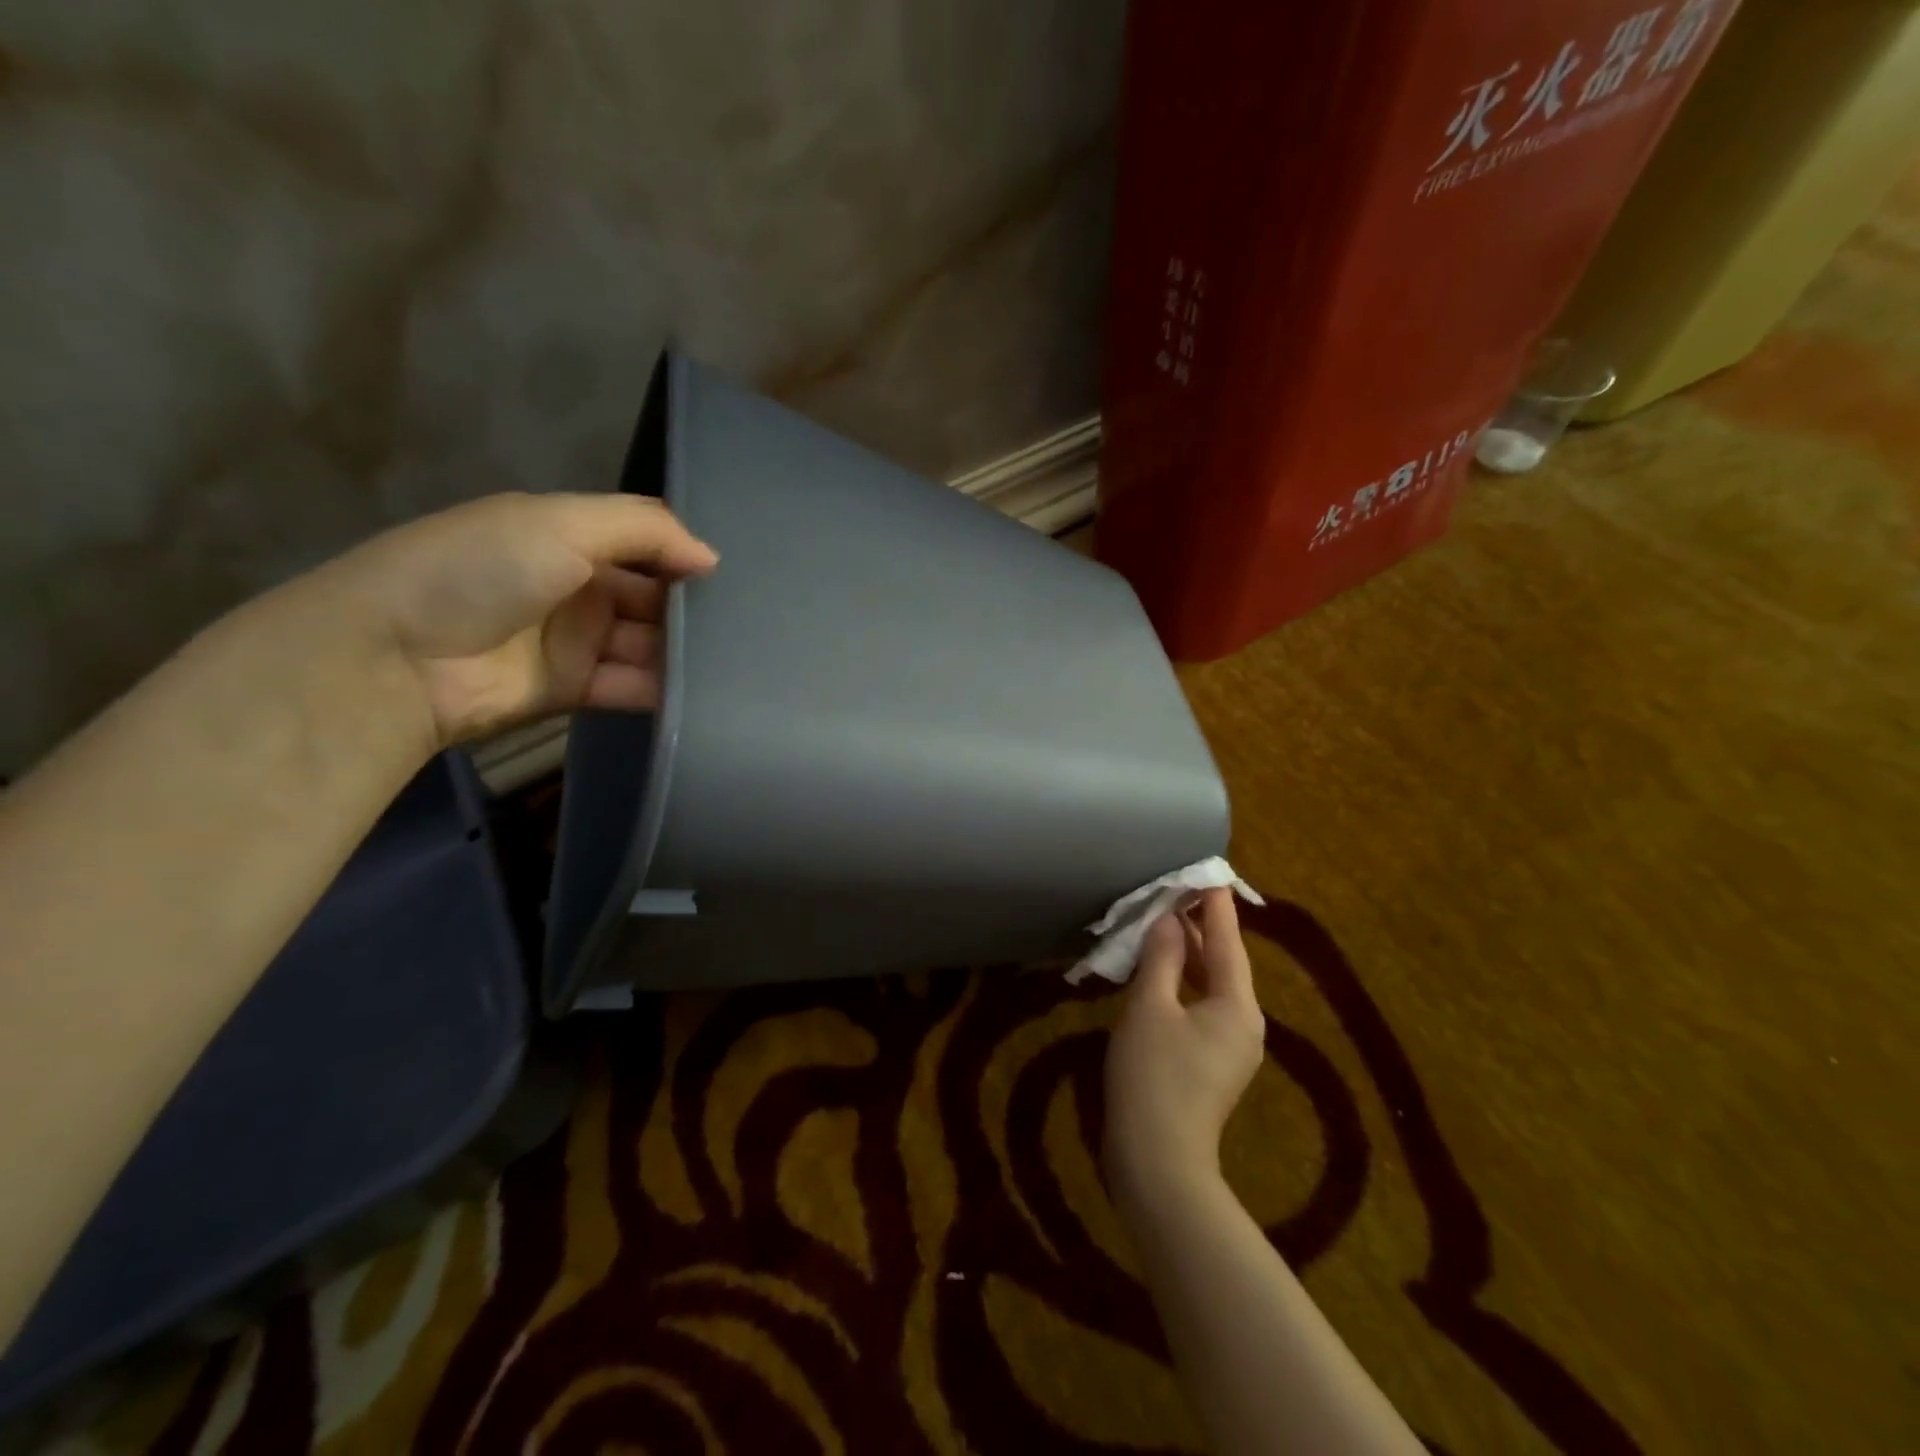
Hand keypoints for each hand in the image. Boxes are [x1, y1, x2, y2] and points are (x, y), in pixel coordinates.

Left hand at [301, 492, 717, 748]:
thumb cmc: (482, 570)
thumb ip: (645, 530)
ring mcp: (575, 642)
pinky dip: (663, 690)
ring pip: (647, 645)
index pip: (644, 544)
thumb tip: (711, 558)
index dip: (683, 556)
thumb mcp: (562, 523)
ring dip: (683, 652)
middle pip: (652, 598)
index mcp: (568, 537)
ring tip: (737, 662)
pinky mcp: (575, 690)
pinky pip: (631, 687)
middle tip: (746, 626)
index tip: (731, 576)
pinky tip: (704, 693)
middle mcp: (577, 587)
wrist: (399, 656)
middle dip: (691, 609)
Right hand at [1104, 888, 1265, 1200]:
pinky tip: (1160, 973)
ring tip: (1166, 921)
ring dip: (1189, 955)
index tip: (1207, 873)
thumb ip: (1161, 959)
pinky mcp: (1210, 1065)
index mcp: (1237, 1006)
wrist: (1158, 1164)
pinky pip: (1200, 1007)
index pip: (1228, 942)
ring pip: (1211, 986)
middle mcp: (1243, 1024)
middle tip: (1178, 889)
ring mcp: (1229, 1048)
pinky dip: (1183, 982)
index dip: (1215, 906)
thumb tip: (1168, 920)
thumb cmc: (1154, 1078)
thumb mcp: (1151, 1009)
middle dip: (1201, 927)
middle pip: (1224, 963)